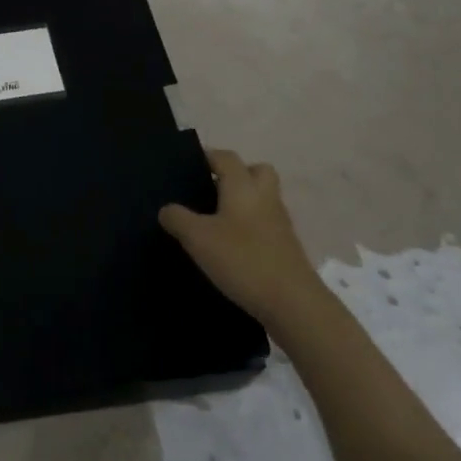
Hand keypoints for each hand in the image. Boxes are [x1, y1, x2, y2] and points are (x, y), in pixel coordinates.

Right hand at [160, 147, 324, 326]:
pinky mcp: (286, 246)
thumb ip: (177, 219)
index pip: (225, 157)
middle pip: (255, 171)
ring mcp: (280, 222)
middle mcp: (265, 197)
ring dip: (243, 202)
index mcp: (243, 186)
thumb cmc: (242, 259)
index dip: (207, 156)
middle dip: (235, 175)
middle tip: (210, 191)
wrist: (293, 303)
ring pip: (262, 198)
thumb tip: (167, 209)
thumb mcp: (198, 238)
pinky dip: (250, 227)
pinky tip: (231, 247)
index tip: (187, 167)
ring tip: (215, 222)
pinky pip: (266, 223)